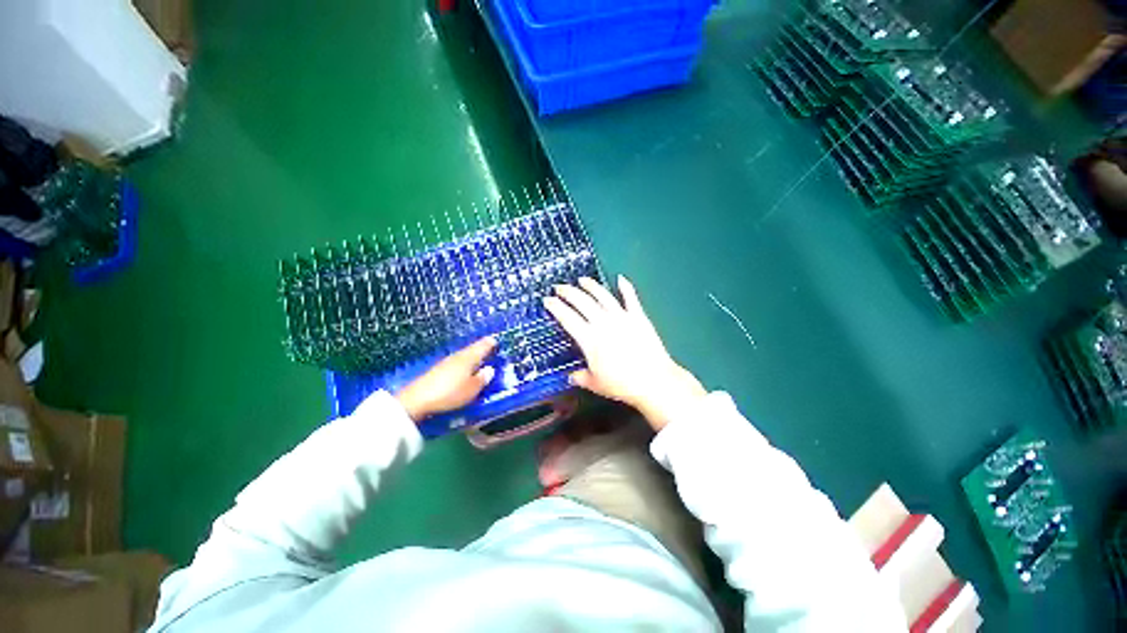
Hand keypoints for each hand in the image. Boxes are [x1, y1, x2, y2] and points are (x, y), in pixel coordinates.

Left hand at [395, 337, 496, 420]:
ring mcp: (446, 362)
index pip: (483, 345)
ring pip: (464, 355)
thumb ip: (482, 379)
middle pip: (472, 349)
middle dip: (481, 348)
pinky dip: (463, 363)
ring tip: (479, 359)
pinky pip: (456, 362)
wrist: (417, 400)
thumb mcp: (471, 389)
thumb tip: (490, 369)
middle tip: (490, 348)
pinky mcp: (438, 370)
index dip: (491, 343)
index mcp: (469, 357)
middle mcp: (458, 356)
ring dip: (472, 356)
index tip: (497, 341)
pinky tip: (463, 369)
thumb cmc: (449, 393)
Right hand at [544, 276, 705, 430]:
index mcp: (589, 339)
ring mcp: (621, 317)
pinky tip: (620, 278)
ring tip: (582, 280)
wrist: (653, 380)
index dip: (556, 307)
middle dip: (568, 292)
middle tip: (559, 287)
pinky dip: (625, 287)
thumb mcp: (595, 384)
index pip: (567, 318)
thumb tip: (571, 376)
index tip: (547, 300)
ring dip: (591, 286)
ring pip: (602, 295)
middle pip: (582, 301)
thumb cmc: (622, 384)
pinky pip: (631, 298)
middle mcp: (603, 323)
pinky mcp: (638, 316)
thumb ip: (580, 377)